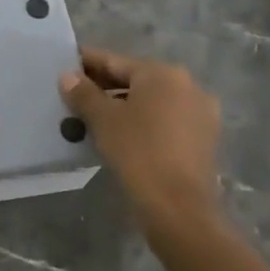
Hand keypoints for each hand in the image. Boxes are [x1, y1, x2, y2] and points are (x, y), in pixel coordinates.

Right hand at [62, 48, 222, 240]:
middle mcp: (187, 86)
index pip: (115, 61)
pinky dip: (143, 122)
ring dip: (124, 105)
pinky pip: (165, 121)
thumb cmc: (138, 152)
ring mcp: (200, 114)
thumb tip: (68, 76)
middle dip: (105, 86)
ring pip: (152, 102)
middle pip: (136, 80)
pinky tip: (121, 134)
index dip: (87, 63)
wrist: (179, 209)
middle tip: (75, 93)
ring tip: (93, 116)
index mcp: (162, 73)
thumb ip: (83, 93)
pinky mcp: (204, 140)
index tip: (66, 65)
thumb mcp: (103, 119)